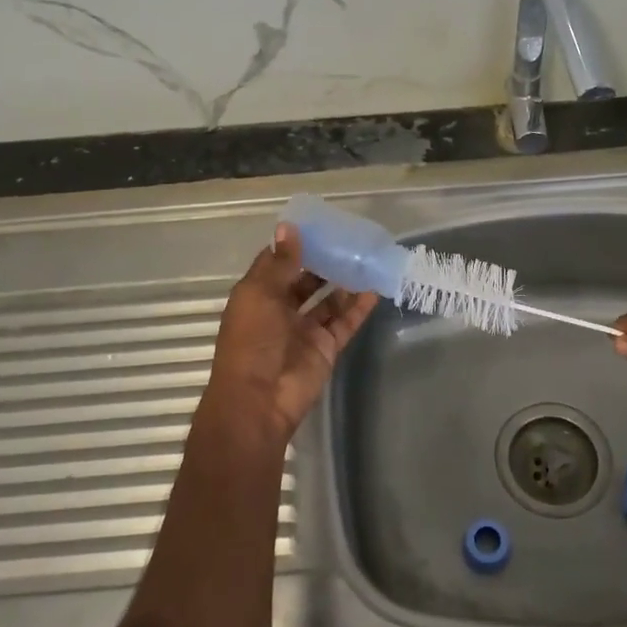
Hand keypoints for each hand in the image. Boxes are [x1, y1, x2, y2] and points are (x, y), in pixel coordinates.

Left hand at [203, 224, 378, 445]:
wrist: (259, 401)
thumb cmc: (252, 341)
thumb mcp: (261, 295)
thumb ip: (281, 263)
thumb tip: (289, 227)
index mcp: (258, 295)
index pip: (277, 263)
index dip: (295, 244)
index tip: (319, 225)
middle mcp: (281, 310)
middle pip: (305, 280)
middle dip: (324, 262)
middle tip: (350, 240)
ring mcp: (305, 330)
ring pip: (328, 301)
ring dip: (345, 282)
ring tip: (367, 259)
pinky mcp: (326, 347)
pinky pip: (345, 322)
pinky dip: (359, 307)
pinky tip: (375, 288)